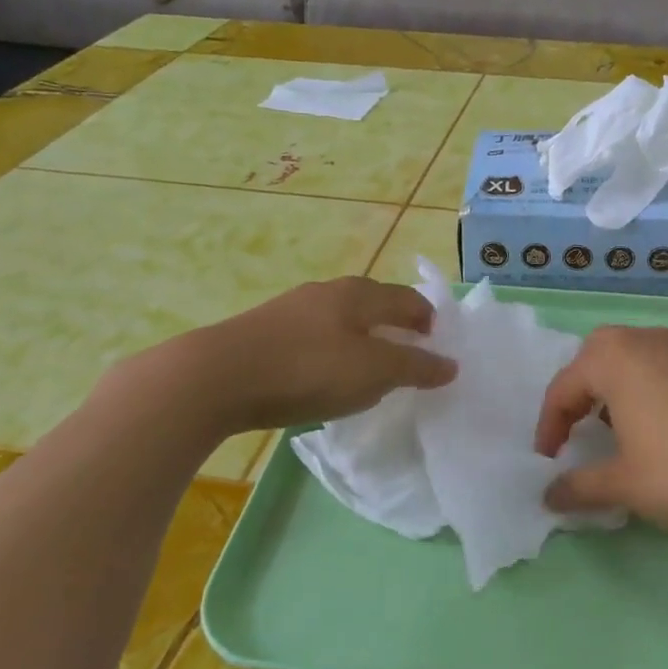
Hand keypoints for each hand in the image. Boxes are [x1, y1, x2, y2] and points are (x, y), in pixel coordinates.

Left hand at [120, 277, 456, 433]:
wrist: (216, 377)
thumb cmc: (308, 369)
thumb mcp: (374, 372)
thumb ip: (415, 367)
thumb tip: (452, 364)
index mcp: (360, 294)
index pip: (407, 298)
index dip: (428, 319)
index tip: (437, 344)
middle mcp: (328, 291)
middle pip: (374, 303)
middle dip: (395, 325)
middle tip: (408, 355)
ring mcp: (292, 308)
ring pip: (341, 318)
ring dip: (362, 337)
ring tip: (368, 367)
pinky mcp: (264, 330)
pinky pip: (314, 334)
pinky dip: (331, 348)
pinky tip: (322, 373)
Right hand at [533, 325, 667, 535]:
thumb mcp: (624, 485)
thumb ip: (579, 487)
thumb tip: (548, 497)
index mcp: (615, 358)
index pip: (564, 387)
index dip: (549, 426)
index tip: (548, 461)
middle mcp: (646, 340)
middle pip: (595, 358)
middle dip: (579, 393)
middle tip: (576, 431)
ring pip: (631, 359)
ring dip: (612, 390)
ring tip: (613, 431)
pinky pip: (661, 368)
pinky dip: (645, 390)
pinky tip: (657, 430)